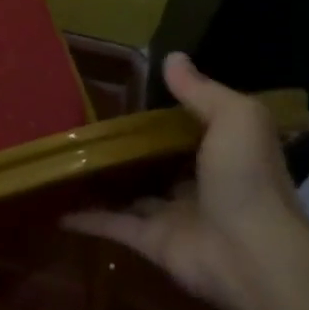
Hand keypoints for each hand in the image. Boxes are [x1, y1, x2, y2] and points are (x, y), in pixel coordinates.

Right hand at [64, 52, 301, 309]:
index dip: (167, 111)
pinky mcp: (151, 242)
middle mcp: (200, 182)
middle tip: (89, 122)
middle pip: (159, 161)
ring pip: (133, 193)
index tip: (132, 92)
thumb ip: (200, 90)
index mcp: (224, 152)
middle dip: (133, 147)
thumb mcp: (235, 117)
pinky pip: (113, 225)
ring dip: (107, 181)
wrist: (251, 253)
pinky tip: (57, 206)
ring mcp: (174, 214)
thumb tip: (172, 57)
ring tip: (68, 158)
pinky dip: (86, 218)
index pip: (193, 127)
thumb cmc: (247, 177)